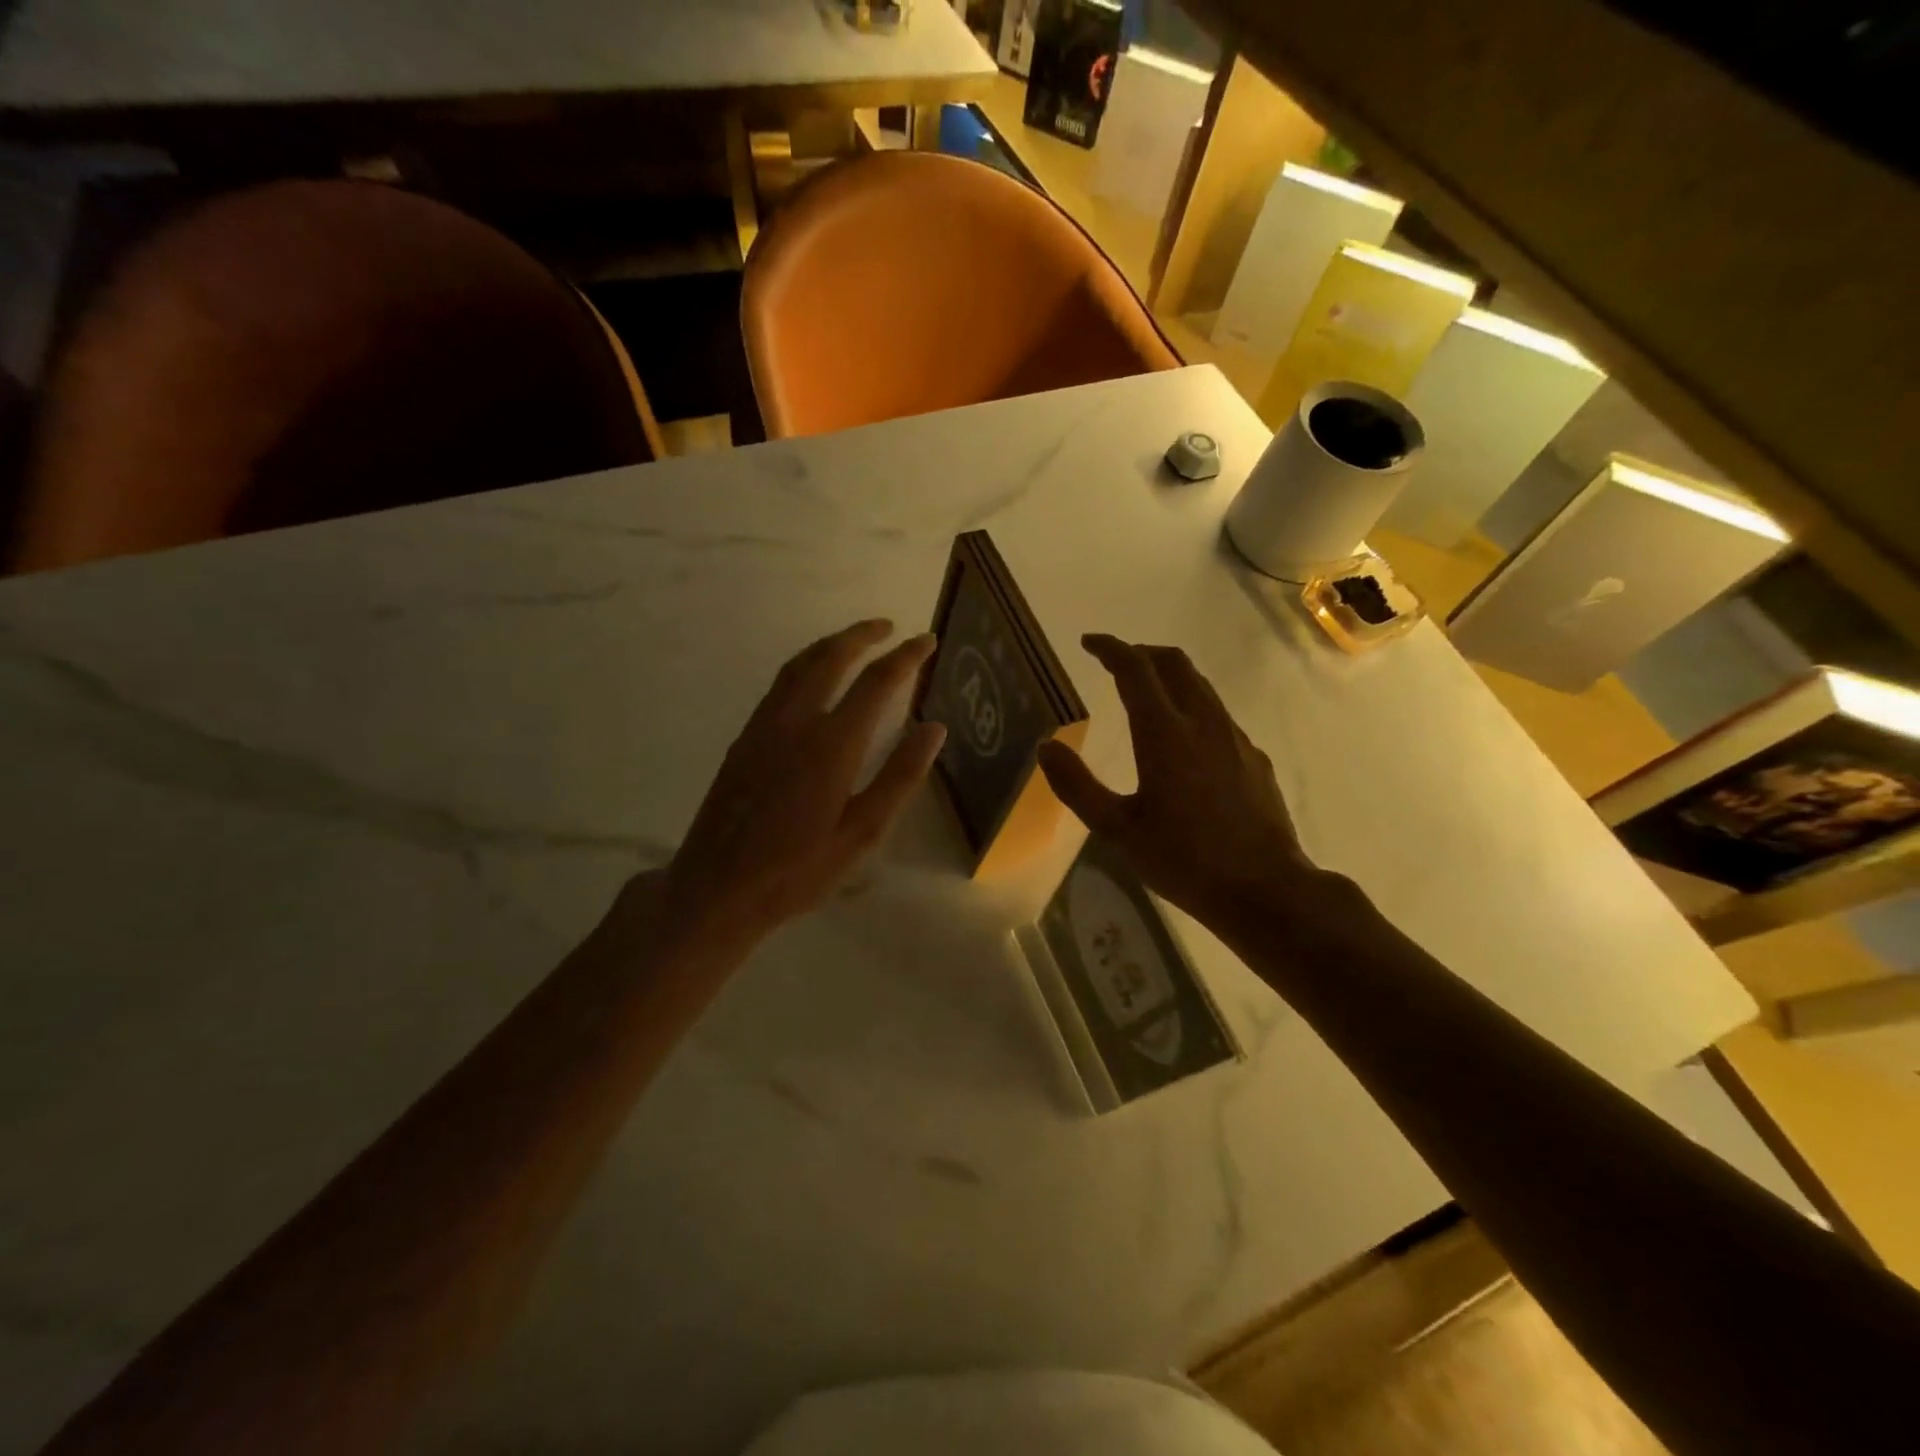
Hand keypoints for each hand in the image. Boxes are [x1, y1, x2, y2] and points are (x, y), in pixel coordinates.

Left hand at [654, 619, 945, 955]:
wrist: (718, 887)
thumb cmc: (799, 869)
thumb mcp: (862, 833)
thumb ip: (901, 777)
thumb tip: (935, 730)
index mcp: (832, 744)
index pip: (877, 682)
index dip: (906, 657)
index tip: (927, 641)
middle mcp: (796, 721)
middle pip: (831, 658)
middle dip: (863, 635)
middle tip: (889, 627)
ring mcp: (765, 726)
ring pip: (800, 665)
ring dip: (831, 644)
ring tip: (856, 640)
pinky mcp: (745, 737)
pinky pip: (780, 684)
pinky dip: (805, 665)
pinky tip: (814, 677)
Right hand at [1037, 634, 1327, 936]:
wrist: (1265, 889)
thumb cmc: (1183, 860)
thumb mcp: (1117, 830)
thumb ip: (1077, 786)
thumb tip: (1046, 747)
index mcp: (1164, 734)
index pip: (1135, 669)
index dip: (1110, 648)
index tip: (1088, 643)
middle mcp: (1203, 723)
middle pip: (1174, 663)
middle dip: (1142, 652)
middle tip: (1115, 660)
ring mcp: (1235, 738)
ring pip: (1200, 686)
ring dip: (1169, 676)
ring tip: (1145, 691)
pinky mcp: (1254, 758)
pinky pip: (1218, 714)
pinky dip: (1192, 706)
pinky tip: (1183, 739)